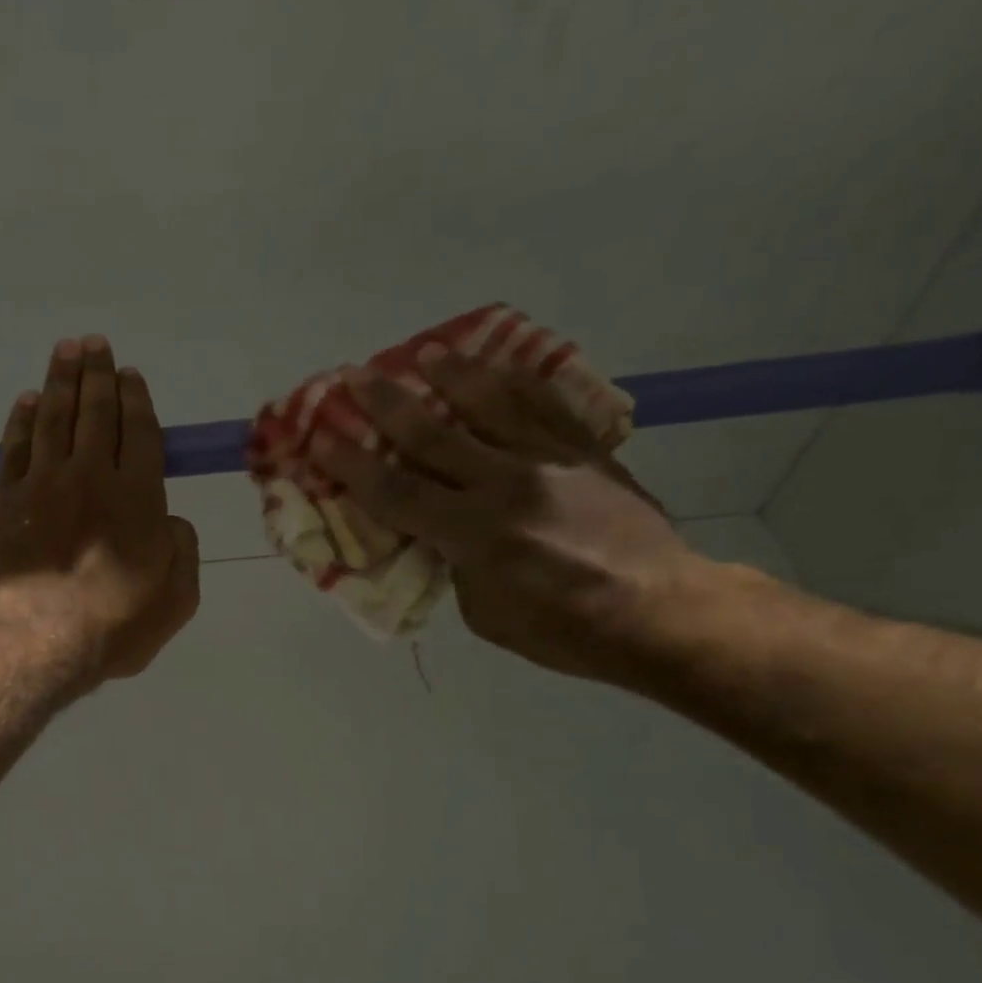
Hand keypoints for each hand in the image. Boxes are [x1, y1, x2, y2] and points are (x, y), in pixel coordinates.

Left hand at [0, 336, 199, 684]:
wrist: (42, 638)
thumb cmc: (118, 624)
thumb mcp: (178, 597)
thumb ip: (183, 549)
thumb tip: (170, 520)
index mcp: (139, 496)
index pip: (139, 432)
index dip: (136, 399)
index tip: (130, 374)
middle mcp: (91, 476)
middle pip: (96, 413)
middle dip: (98, 375)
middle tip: (95, 344)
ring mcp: (44, 483)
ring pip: (54, 418)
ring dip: (61, 381)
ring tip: (66, 350)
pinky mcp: (6, 500)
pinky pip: (16, 447)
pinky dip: (23, 419)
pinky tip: (28, 401)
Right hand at [312, 344, 702, 681]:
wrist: (658, 611)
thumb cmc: (561, 630)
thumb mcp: (484, 613)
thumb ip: (453, 563)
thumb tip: (439, 530)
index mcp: (476, 535)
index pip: (398, 492)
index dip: (354, 466)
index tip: (322, 438)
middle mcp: (508, 486)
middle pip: (434, 436)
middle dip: (387, 405)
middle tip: (354, 375)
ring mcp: (552, 461)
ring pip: (491, 405)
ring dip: (451, 375)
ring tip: (425, 352)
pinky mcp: (586, 451)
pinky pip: (546, 405)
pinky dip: (515, 381)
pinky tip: (494, 366)